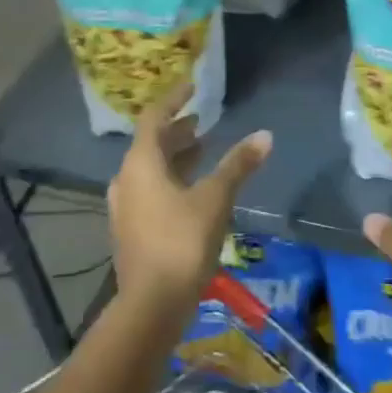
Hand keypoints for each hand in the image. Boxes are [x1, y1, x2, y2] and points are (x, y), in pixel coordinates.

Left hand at [107, 83, 271, 322]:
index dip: (174, 99)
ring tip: (203, 150)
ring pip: (150, 169)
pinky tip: (193, 190)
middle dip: (178, 131)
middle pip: (151, 144)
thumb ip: (238, 165)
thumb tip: (265, 136)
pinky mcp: (131, 230)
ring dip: (175, 156)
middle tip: (203, 121)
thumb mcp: (215, 199)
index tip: (192, 86)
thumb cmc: (182, 242)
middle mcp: (126, 179)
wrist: (151, 306)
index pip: (154, 117)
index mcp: (141, 163)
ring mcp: (125, 207)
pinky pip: (150, 189)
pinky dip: (171, 179)